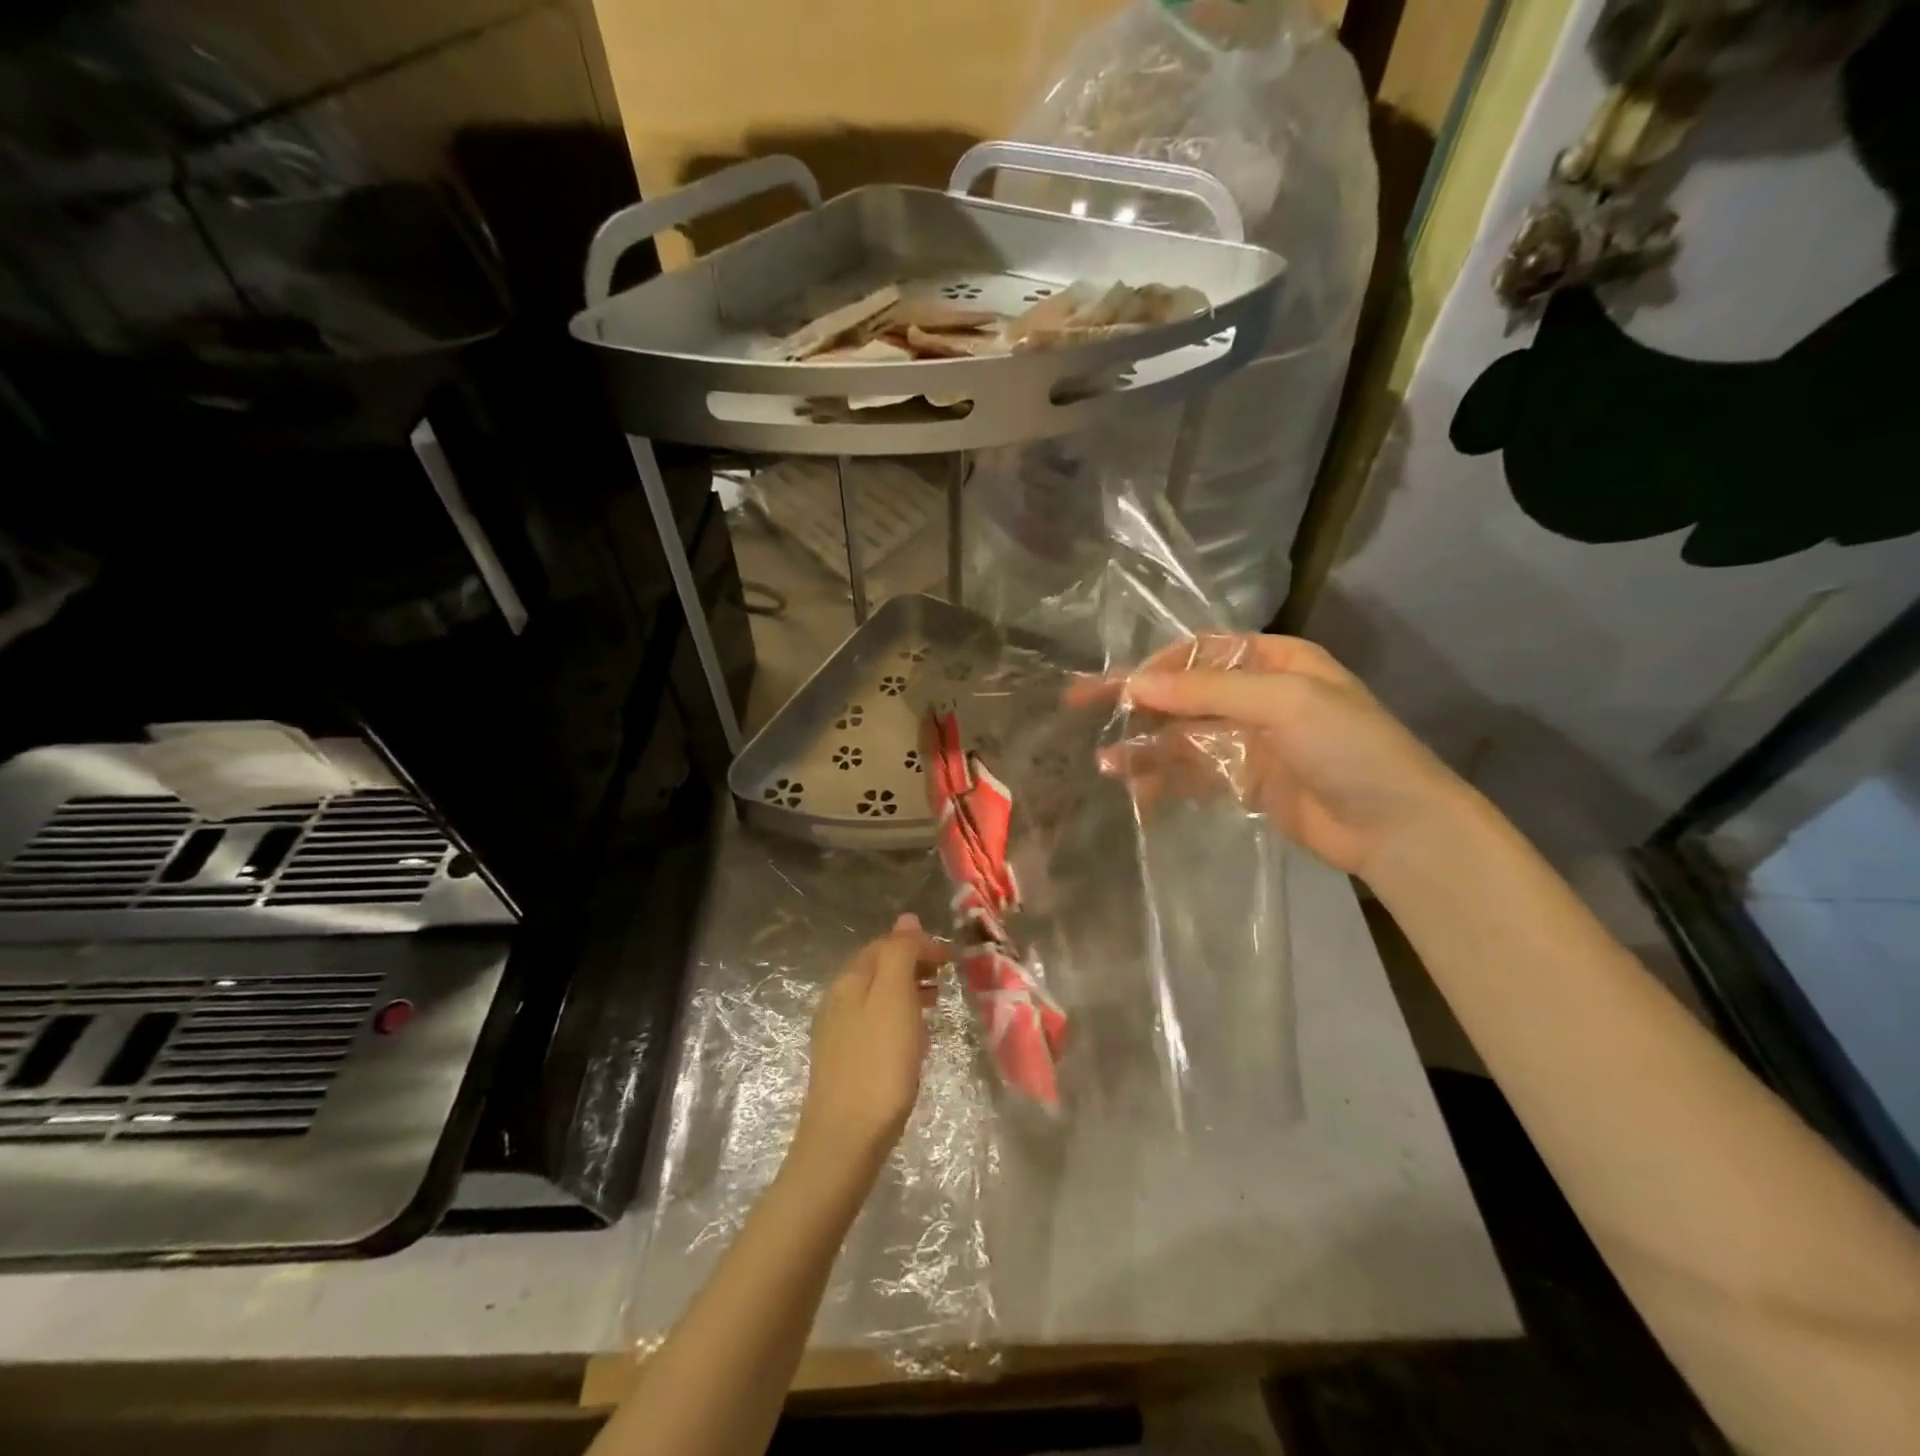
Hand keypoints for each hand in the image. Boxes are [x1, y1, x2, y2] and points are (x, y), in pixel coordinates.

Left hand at [791, 914, 944, 1176]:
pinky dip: (898, 1016)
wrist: (845, 1140)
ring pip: (877, 995)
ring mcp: (837, 1032)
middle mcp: (838, 999)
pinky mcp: (843, 1061)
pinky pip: (874, 1022)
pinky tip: (912, 1036)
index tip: (951, 959)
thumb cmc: (878, 1063)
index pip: (886, 944)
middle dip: (913, 963)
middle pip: (878, 967)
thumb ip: (900, 954)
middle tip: (947, 976)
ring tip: (935, 1001)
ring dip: (907, 989)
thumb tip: (906, 918)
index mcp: (849, 979)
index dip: (919, 944)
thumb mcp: (894, 998)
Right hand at [1072, 634, 1472, 880]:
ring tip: (1106, 765)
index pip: (1200, 653)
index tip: (1115, 685)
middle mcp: (1257, 695)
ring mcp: (1249, 741)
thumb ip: (1206, 693)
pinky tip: (1137, 792)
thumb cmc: (1348, 748)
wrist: (1396, 827)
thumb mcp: (1283, 703)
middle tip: (1081, 708)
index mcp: (1274, 661)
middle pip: (1183, 694)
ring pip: (1182, 736)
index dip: (1155, 666)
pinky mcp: (1245, 782)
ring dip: (1145, 747)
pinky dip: (1165, 780)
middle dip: (1136, 703)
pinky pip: (1194, 773)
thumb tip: (1134, 684)